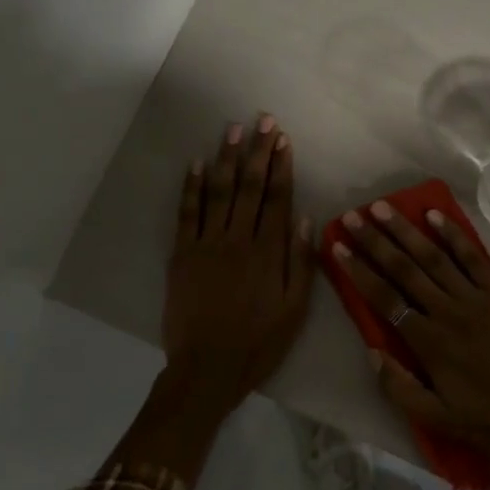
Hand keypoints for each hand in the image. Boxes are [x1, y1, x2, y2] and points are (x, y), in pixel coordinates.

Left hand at [162, 116, 313, 411]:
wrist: (207, 369)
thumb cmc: (259, 342)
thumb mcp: (295, 309)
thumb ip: (301, 262)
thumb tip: (307, 218)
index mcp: (268, 252)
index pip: (278, 198)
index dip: (281, 166)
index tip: (283, 139)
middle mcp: (238, 239)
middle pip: (250, 186)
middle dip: (257, 151)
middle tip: (262, 120)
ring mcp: (207, 244)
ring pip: (219, 191)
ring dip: (226, 158)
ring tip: (233, 129)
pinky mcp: (182, 254)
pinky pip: (186, 213)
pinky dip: (191, 186)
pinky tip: (196, 163)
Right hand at [332, 202, 489, 470]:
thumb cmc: (489, 419)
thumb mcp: (437, 419)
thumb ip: (399, 387)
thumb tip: (372, 350)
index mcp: (428, 342)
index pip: (384, 299)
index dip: (358, 271)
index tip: (338, 247)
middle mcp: (447, 311)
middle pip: (404, 269)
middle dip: (375, 241)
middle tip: (352, 216)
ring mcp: (476, 297)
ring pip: (434, 257)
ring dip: (406, 230)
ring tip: (383, 208)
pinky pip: (473, 258)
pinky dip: (454, 235)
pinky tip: (436, 216)